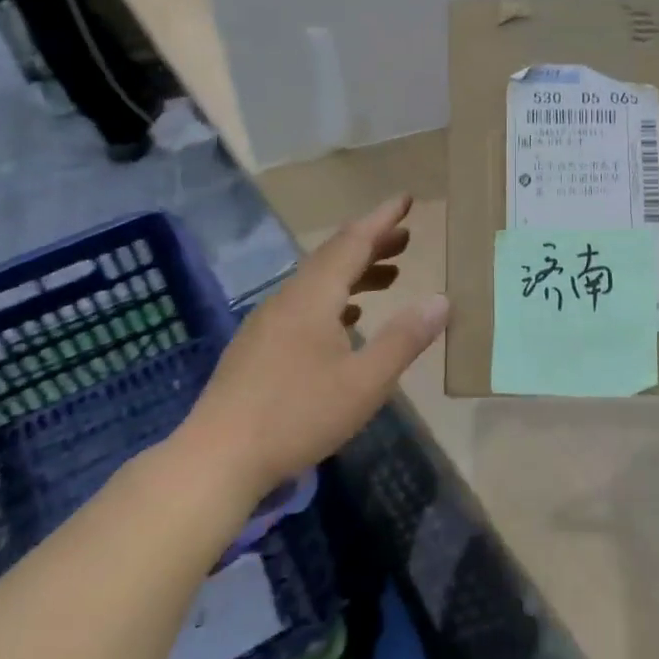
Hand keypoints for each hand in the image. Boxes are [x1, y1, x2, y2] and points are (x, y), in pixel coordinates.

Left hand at [180, 195, 447, 499]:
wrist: (217, 458)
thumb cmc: (297, 415)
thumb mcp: (365, 382)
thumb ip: (404, 339)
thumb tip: (441, 299)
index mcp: (313, 297)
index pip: (352, 242)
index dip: (382, 220)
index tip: (405, 199)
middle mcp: (288, 299)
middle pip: (334, 257)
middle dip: (372, 244)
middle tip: (406, 238)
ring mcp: (268, 322)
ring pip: (318, 282)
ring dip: (355, 273)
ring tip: (389, 276)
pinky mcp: (258, 347)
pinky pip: (305, 305)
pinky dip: (335, 299)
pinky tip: (347, 321)